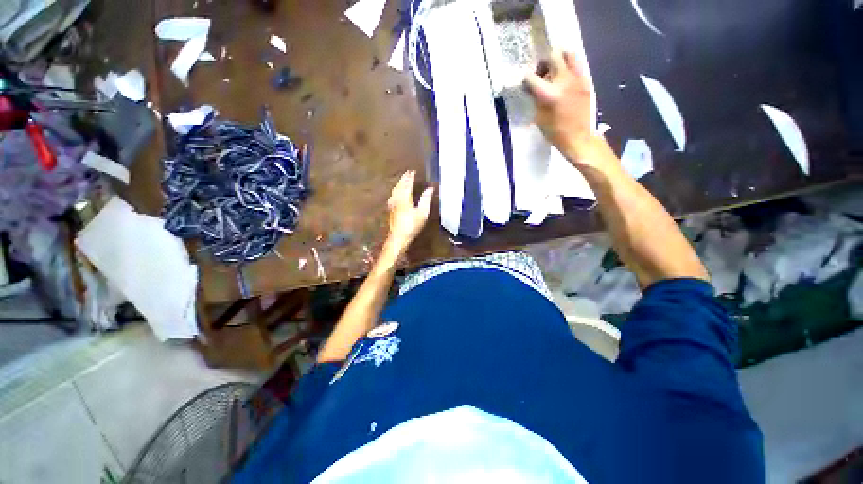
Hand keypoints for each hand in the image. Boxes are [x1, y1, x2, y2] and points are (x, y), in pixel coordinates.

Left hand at [386, 170, 433, 253]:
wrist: (398, 237)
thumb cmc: (412, 226)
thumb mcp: (422, 213)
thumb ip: (426, 199)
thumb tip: (430, 189)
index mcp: (405, 198)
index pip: (407, 184)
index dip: (410, 177)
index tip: (412, 171)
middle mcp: (397, 199)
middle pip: (399, 186)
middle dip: (403, 179)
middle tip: (407, 173)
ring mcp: (393, 204)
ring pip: (395, 190)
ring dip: (399, 184)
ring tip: (402, 180)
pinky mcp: (391, 210)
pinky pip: (393, 196)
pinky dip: (395, 191)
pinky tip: (395, 193)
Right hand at [524, 50, 607, 166]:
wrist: (579, 137)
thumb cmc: (555, 132)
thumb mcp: (539, 117)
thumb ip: (536, 99)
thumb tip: (532, 88)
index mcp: (549, 93)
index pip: (532, 77)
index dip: (526, 80)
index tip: (526, 84)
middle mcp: (564, 80)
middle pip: (553, 56)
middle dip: (544, 62)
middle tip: (542, 72)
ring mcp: (577, 78)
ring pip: (569, 53)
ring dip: (560, 58)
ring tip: (555, 70)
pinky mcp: (586, 81)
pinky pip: (577, 65)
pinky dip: (569, 67)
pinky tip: (565, 79)